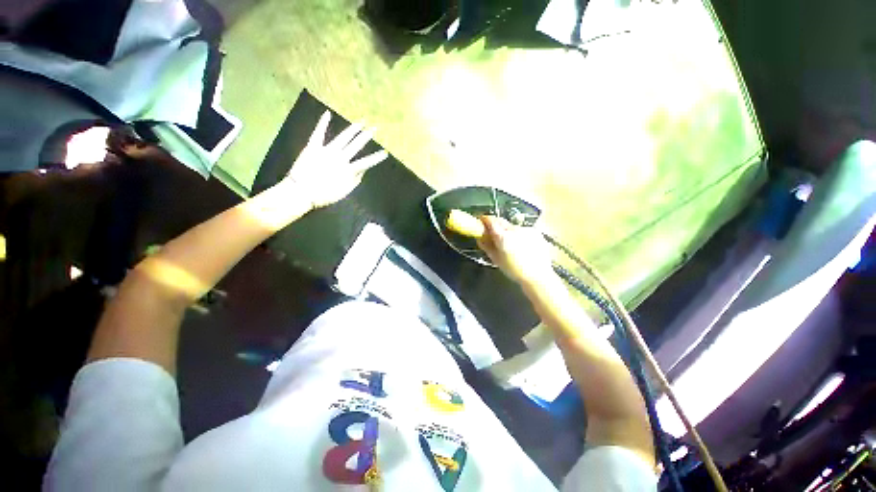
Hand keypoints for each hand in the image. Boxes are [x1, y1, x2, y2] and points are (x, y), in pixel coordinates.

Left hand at [285, 111, 388, 208]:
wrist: (301, 192)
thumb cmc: (324, 195)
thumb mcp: (344, 191)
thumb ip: (355, 180)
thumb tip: (363, 170)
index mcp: (348, 169)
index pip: (366, 162)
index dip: (376, 158)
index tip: (385, 153)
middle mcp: (339, 157)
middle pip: (356, 145)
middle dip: (366, 136)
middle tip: (375, 128)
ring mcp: (326, 150)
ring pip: (342, 137)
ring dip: (352, 129)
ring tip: (361, 122)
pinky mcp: (313, 147)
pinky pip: (318, 133)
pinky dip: (323, 123)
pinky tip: (328, 113)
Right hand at [477, 215, 553, 285]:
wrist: (538, 276)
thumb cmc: (514, 270)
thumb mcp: (496, 259)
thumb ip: (486, 246)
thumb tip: (480, 238)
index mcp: (503, 237)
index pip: (490, 220)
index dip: (484, 219)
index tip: (481, 221)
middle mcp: (514, 229)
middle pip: (501, 221)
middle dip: (495, 225)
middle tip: (492, 233)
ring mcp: (526, 229)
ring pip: (512, 226)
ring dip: (507, 231)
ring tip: (509, 243)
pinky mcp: (535, 232)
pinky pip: (523, 230)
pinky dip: (519, 235)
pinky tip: (521, 246)